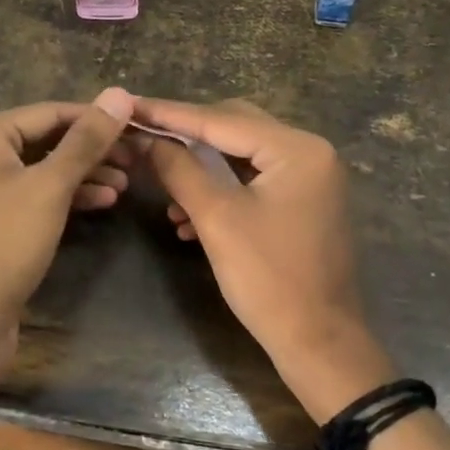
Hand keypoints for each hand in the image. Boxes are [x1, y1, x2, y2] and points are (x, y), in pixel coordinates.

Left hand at [0, 87, 135, 401]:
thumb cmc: (2, 245)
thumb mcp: (50, 188)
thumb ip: (86, 140)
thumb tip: (120, 92)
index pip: (50, 112)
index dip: (97, 118)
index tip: (140, 126)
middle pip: (45, 139)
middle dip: (92, 150)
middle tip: (138, 160)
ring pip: (42, 169)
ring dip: (83, 174)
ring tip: (127, 185)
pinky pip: (32, 195)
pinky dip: (65, 197)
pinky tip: (102, 203)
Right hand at [136, 98, 392, 421]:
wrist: (319, 345)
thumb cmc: (269, 279)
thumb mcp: (216, 219)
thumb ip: (179, 169)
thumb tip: (146, 138)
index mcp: (297, 149)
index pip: (221, 119)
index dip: (170, 113)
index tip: (130, 104)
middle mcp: (309, 152)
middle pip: (233, 128)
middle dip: (186, 135)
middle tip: (142, 134)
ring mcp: (309, 178)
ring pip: (240, 155)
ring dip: (200, 167)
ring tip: (161, 183)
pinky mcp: (302, 202)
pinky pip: (252, 181)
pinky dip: (219, 190)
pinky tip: (186, 217)